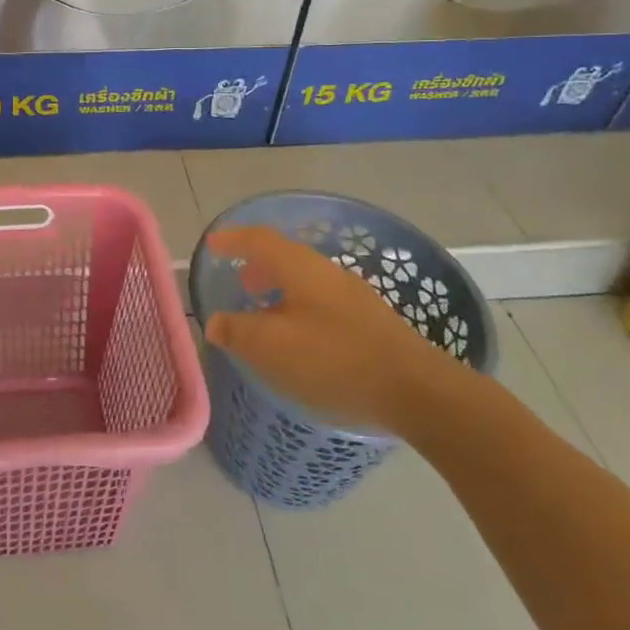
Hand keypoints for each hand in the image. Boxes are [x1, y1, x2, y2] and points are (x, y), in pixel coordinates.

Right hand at [203, 226, 459, 434]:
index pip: (260, 240)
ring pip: (305, 280)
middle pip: (285, 257)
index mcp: (300, 268)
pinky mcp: (370, 320)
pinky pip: (321, 301)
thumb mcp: (272, 347)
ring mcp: (353, 295)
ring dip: (280, 288)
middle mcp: (327, 272)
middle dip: (258, 265)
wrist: (416, 390)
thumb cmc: (334, 360)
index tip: (213, 244)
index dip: (233, 239)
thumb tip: (215, 322)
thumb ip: (237, 331)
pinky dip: (299, 306)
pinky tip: (300, 337)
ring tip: (265, 312)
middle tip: (239, 282)